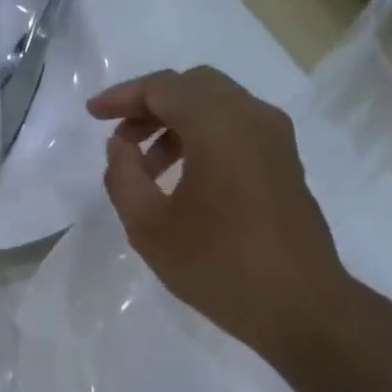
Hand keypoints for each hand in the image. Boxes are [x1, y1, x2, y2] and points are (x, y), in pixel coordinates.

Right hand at [88, 67, 355, 364]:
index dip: (123, 96)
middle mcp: (253, 117)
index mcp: (219, 125)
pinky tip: (182, 177)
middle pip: (194, 86)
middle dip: (150, 105)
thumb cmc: (217, 264)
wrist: (298, 305)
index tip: (93, 115)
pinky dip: (202, 136)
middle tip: (120, 138)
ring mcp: (275, 139)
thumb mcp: (149, 226)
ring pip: (217, 106)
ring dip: (176, 123)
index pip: (164, 88)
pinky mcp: (284, 162)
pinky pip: (236, 128)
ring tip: (145, 167)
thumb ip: (123, 176)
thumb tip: (120, 146)